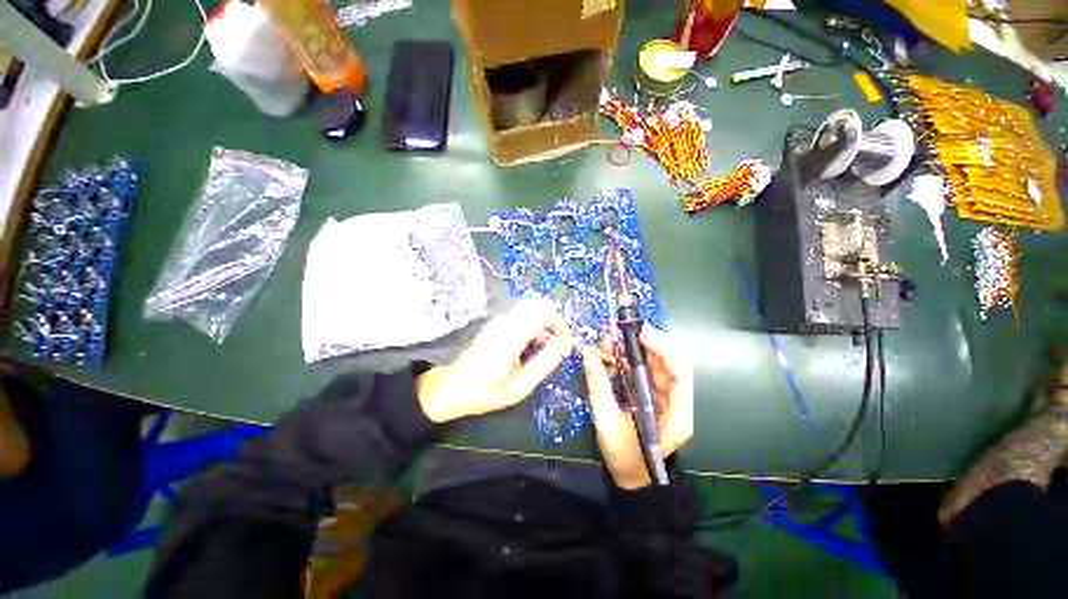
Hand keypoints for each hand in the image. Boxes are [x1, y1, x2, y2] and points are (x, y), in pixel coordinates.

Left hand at [417, 298, 573, 422]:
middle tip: (556, 341)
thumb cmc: (485, 393)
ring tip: (542, 347)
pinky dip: (532, 324)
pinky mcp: (495, 326)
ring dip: (542, 322)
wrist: (451, 388)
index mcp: (509, 340)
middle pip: (535, 304)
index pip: (541, 315)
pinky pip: (520, 316)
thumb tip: (562, 346)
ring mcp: (498, 323)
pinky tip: (529, 346)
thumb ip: (542, 366)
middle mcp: (504, 325)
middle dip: (552, 320)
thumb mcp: (518, 388)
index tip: (565, 344)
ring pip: (528, 308)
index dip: (559, 326)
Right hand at [582, 328, 692, 489]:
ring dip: (634, 350)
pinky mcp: (656, 396)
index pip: (679, 372)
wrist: (633, 477)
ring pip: (656, 364)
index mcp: (676, 415)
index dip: (662, 348)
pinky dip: (630, 360)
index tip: (639, 333)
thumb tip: (588, 357)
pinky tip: (613, 358)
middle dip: (643, 344)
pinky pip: (646, 371)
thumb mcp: (607, 424)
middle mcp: (677, 402)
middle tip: (617, 334)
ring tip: (609, 345)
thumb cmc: (624, 457)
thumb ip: (598, 389)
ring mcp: (667, 398)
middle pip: (669, 362)